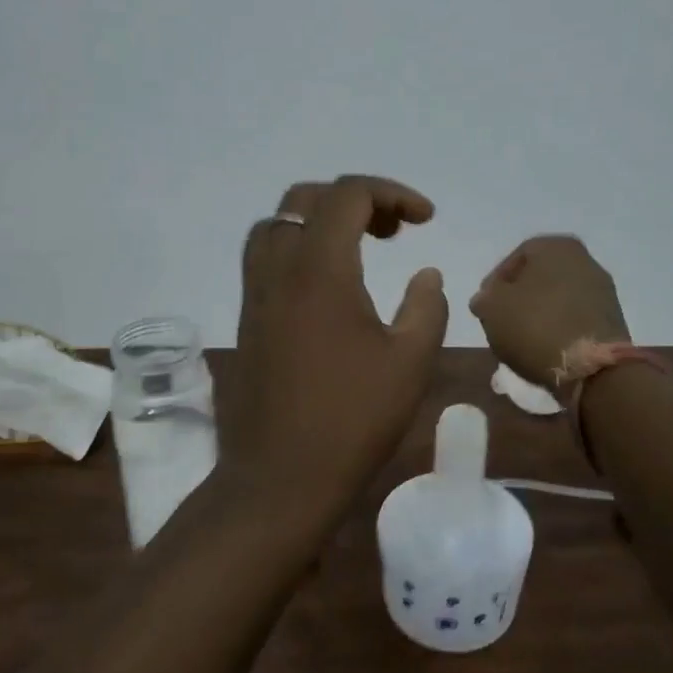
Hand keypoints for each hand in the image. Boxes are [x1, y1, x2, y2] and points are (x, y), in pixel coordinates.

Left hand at [223, 177, 448, 523]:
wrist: (278, 479)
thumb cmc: (351, 420)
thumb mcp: (410, 363)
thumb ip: (427, 307)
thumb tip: (426, 273)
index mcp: (319, 270)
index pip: (347, 194)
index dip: (392, 193)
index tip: (425, 220)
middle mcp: (278, 270)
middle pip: (306, 199)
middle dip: (354, 200)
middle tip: (393, 231)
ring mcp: (254, 295)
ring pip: (276, 225)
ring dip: (318, 221)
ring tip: (357, 249)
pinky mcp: (246, 321)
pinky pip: (265, 259)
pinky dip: (298, 249)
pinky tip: (327, 288)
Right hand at [470, 235, 630, 387]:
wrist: (592, 368)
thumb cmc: (535, 326)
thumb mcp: (492, 309)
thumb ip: (484, 298)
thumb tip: (487, 299)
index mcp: (555, 246)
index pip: (516, 258)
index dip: (495, 283)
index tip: (485, 307)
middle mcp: (584, 260)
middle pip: (539, 278)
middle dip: (518, 299)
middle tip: (501, 322)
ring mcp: (603, 290)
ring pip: (557, 298)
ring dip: (538, 315)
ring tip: (520, 340)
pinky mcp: (612, 319)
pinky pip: (575, 318)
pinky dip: (558, 329)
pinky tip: (544, 348)